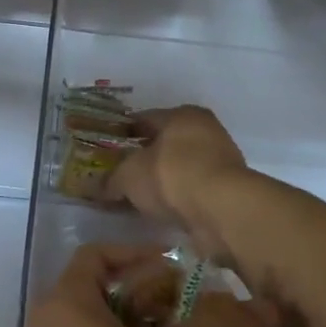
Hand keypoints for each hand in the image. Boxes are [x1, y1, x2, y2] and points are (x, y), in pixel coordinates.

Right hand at [108, 107, 251, 260]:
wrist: (223, 210)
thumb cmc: (172, 176)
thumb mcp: (129, 176)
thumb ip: (111, 180)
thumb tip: (97, 187)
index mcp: (182, 115)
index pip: (144, 119)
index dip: (122, 133)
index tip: (106, 149)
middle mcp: (205, 130)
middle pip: (165, 143)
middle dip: (143, 158)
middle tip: (120, 175)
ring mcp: (221, 160)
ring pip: (181, 167)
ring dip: (163, 181)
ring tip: (139, 198)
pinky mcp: (228, 189)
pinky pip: (193, 190)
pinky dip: (178, 198)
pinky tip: (162, 211)